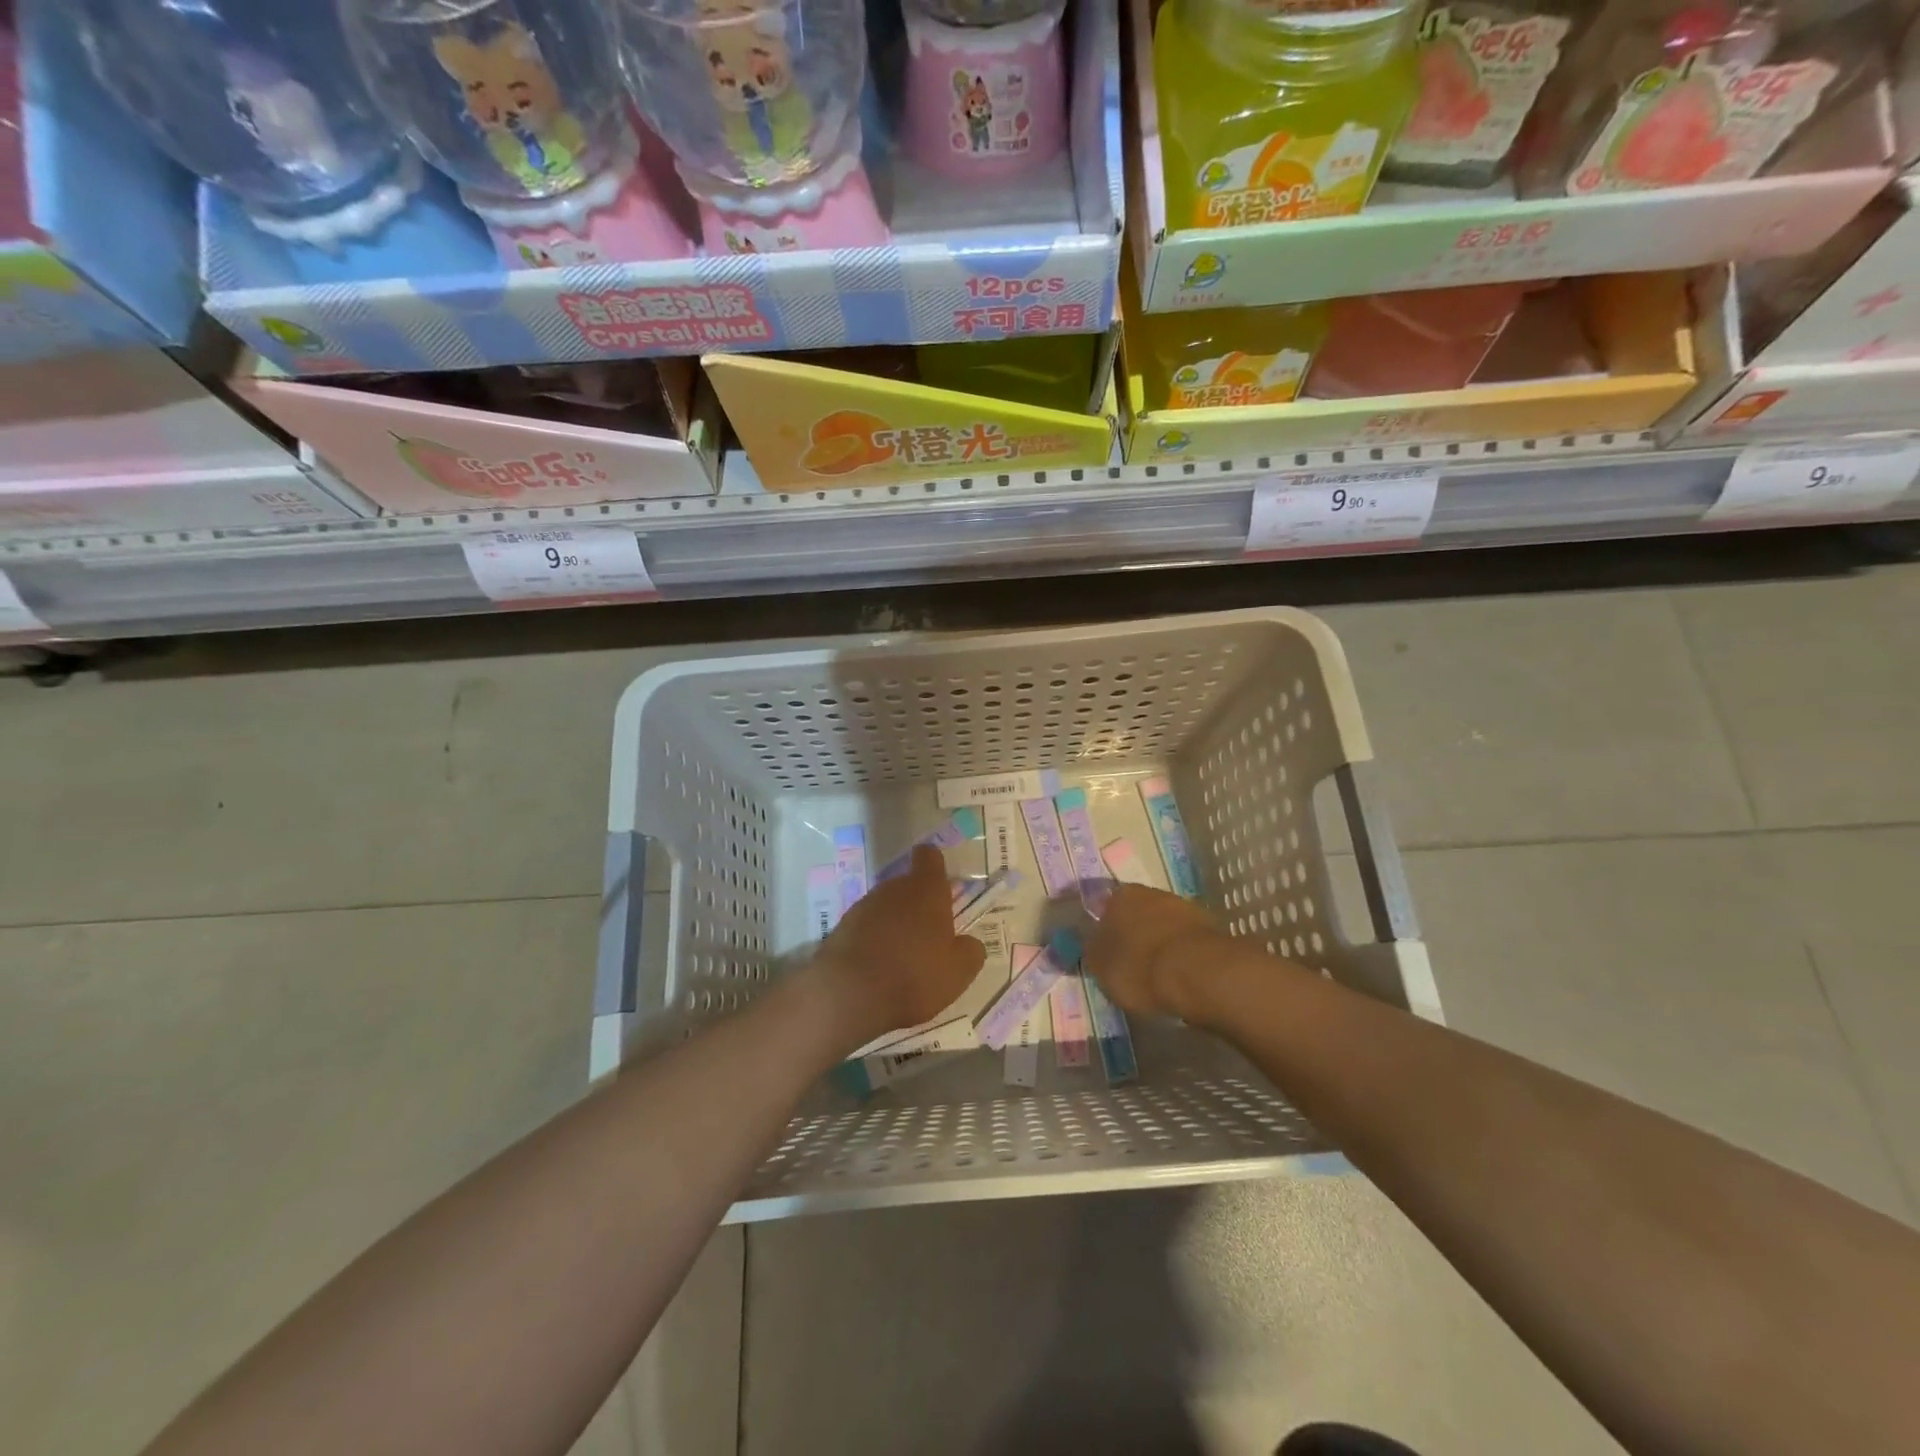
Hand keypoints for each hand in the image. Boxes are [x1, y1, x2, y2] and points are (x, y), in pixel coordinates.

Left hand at [813, 846, 986, 1050]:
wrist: (849, 996)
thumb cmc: (915, 976)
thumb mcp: (959, 972)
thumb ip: (970, 951)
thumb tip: (968, 943)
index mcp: (926, 890)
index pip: (929, 857)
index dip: (934, 866)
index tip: (940, 885)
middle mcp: (893, 889)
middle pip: (907, 886)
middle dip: (916, 906)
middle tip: (927, 938)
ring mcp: (863, 907)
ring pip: (884, 907)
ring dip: (893, 925)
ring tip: (900, 959)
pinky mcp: (840, 928)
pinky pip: (864, 928)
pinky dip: (872, 941)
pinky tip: (876, 970)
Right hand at [1085, 884, 1228, 1019]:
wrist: (1198, 973)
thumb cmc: (1139, 967)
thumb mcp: (1100, 968)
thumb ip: (1092, 953)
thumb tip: (1092, 946)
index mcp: (1117, 896)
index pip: (1103, 907)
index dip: (1102, 929)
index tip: (1104, 950)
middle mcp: (1149, 892)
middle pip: (1135, 912)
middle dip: (1132, 933)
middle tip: (1128, 961)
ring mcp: (1182, 906)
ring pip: (1161, 923)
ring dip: (1157, 941)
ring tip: (1154, 972)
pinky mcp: (1208, 926)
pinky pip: (1183, 939)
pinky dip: (1179, 952)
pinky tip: (1177, 973)